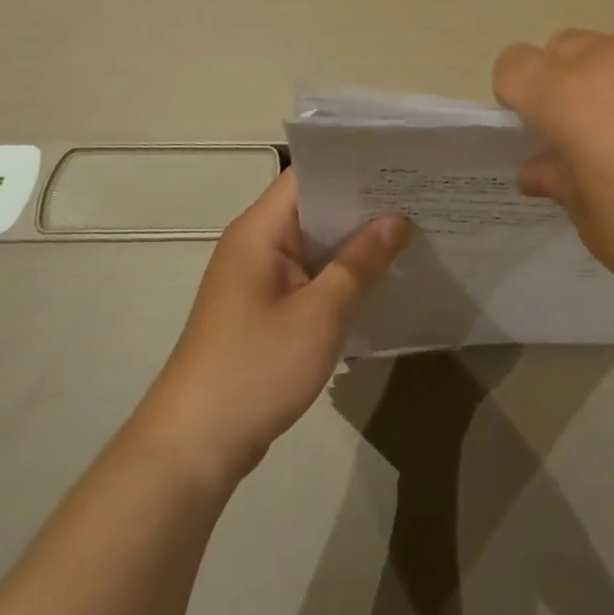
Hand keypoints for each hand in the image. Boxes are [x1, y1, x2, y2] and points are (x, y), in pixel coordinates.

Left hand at [132, 170, 410, 493]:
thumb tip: (398, 219)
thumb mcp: (319, 314)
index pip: (309, 176)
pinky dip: (343, 273)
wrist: (192, 450)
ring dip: (358, 241)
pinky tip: (383, 278)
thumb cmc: (254, 369)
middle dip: (366, 203)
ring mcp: (260, 279)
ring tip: (414, 229)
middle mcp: (256, 245)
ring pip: (317, 244)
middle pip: (316, 207)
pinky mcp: (266, 310)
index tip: (401, 164)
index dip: (354, 165)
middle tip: (420, 195)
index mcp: (260, 232)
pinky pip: (312, 275)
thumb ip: (360, 262)